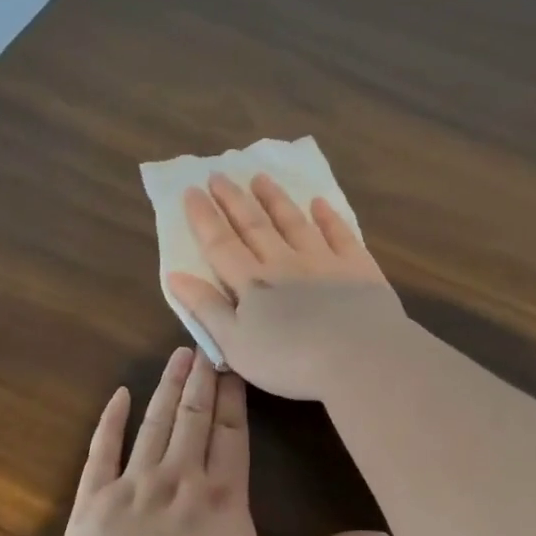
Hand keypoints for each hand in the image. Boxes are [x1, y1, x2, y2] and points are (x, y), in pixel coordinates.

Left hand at [59, 346, 390, 535]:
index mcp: (222, 495)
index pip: (231, 431)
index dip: (233, 395)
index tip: (235, 363)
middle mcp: (179, 477)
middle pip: (194, 417)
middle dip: (202, 378)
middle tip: (206, 344)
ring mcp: (133, 484)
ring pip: (154, 423)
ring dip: (168, 387)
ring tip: (178, 356)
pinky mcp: (94, 500)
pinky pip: (102, 450)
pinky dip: (110, 420)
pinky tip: (119, 394)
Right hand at [167, 172, 409, 400]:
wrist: (359, 358)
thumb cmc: (290, 361)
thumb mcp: (236, 344)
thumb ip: (207, 309)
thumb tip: (175, 275)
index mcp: (252, 284)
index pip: (221, 245)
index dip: (204, 218)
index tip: (191, 191)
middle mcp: (284, 263)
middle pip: (255, 226)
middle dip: (234, 200)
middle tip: (219, 174)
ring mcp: (324, 262)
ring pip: (294, 223)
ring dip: (275, 200)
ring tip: (260, 178)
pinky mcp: (358, 269)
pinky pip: (340, 234)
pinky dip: (328, 217)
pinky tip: (319, 203)